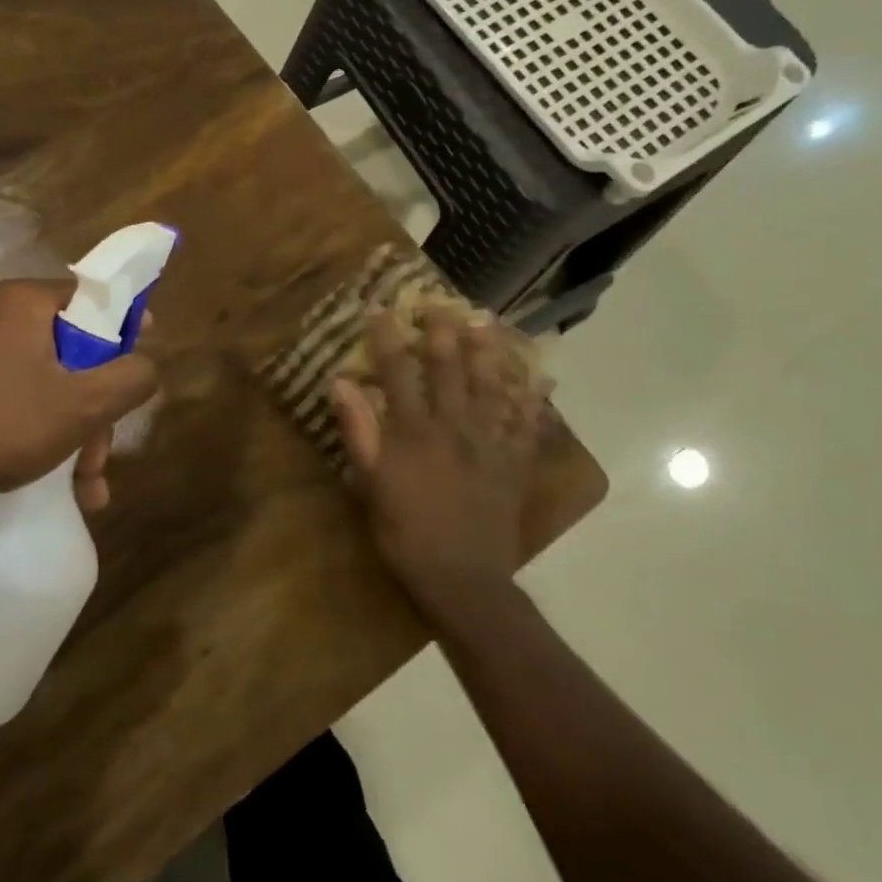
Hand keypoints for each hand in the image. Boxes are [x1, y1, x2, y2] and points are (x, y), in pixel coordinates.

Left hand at [0, 279, 157, 511]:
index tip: (141, 363)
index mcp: (25, 302)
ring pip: (44, 384)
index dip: (127, 327)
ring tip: (85, 488)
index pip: (93, 297)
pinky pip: (12, 401)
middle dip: (95, 410)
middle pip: (71, 352)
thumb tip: (146, 365)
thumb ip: (130, 380)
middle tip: (101, 457)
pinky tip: (57, 484)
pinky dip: (38, 434)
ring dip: (73, 434)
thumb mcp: (80, 406)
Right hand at [330, 308, 546, 615]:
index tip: (381, 310)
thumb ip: (358, 430)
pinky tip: (540, 378)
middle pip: (450, 369)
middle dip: (444, 333)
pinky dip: (533, 398)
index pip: (399, 372)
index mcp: (415, 431)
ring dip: (489, 352)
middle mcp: (455, 426)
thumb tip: (341, 383)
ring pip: (491, 386)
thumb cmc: (405, 532)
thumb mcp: (370, 483)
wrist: (462, 577)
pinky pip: (526, 423)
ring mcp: (490, 443)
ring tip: (487, 323)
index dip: (388, 339)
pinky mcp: (514, 463)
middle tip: (442, 304)